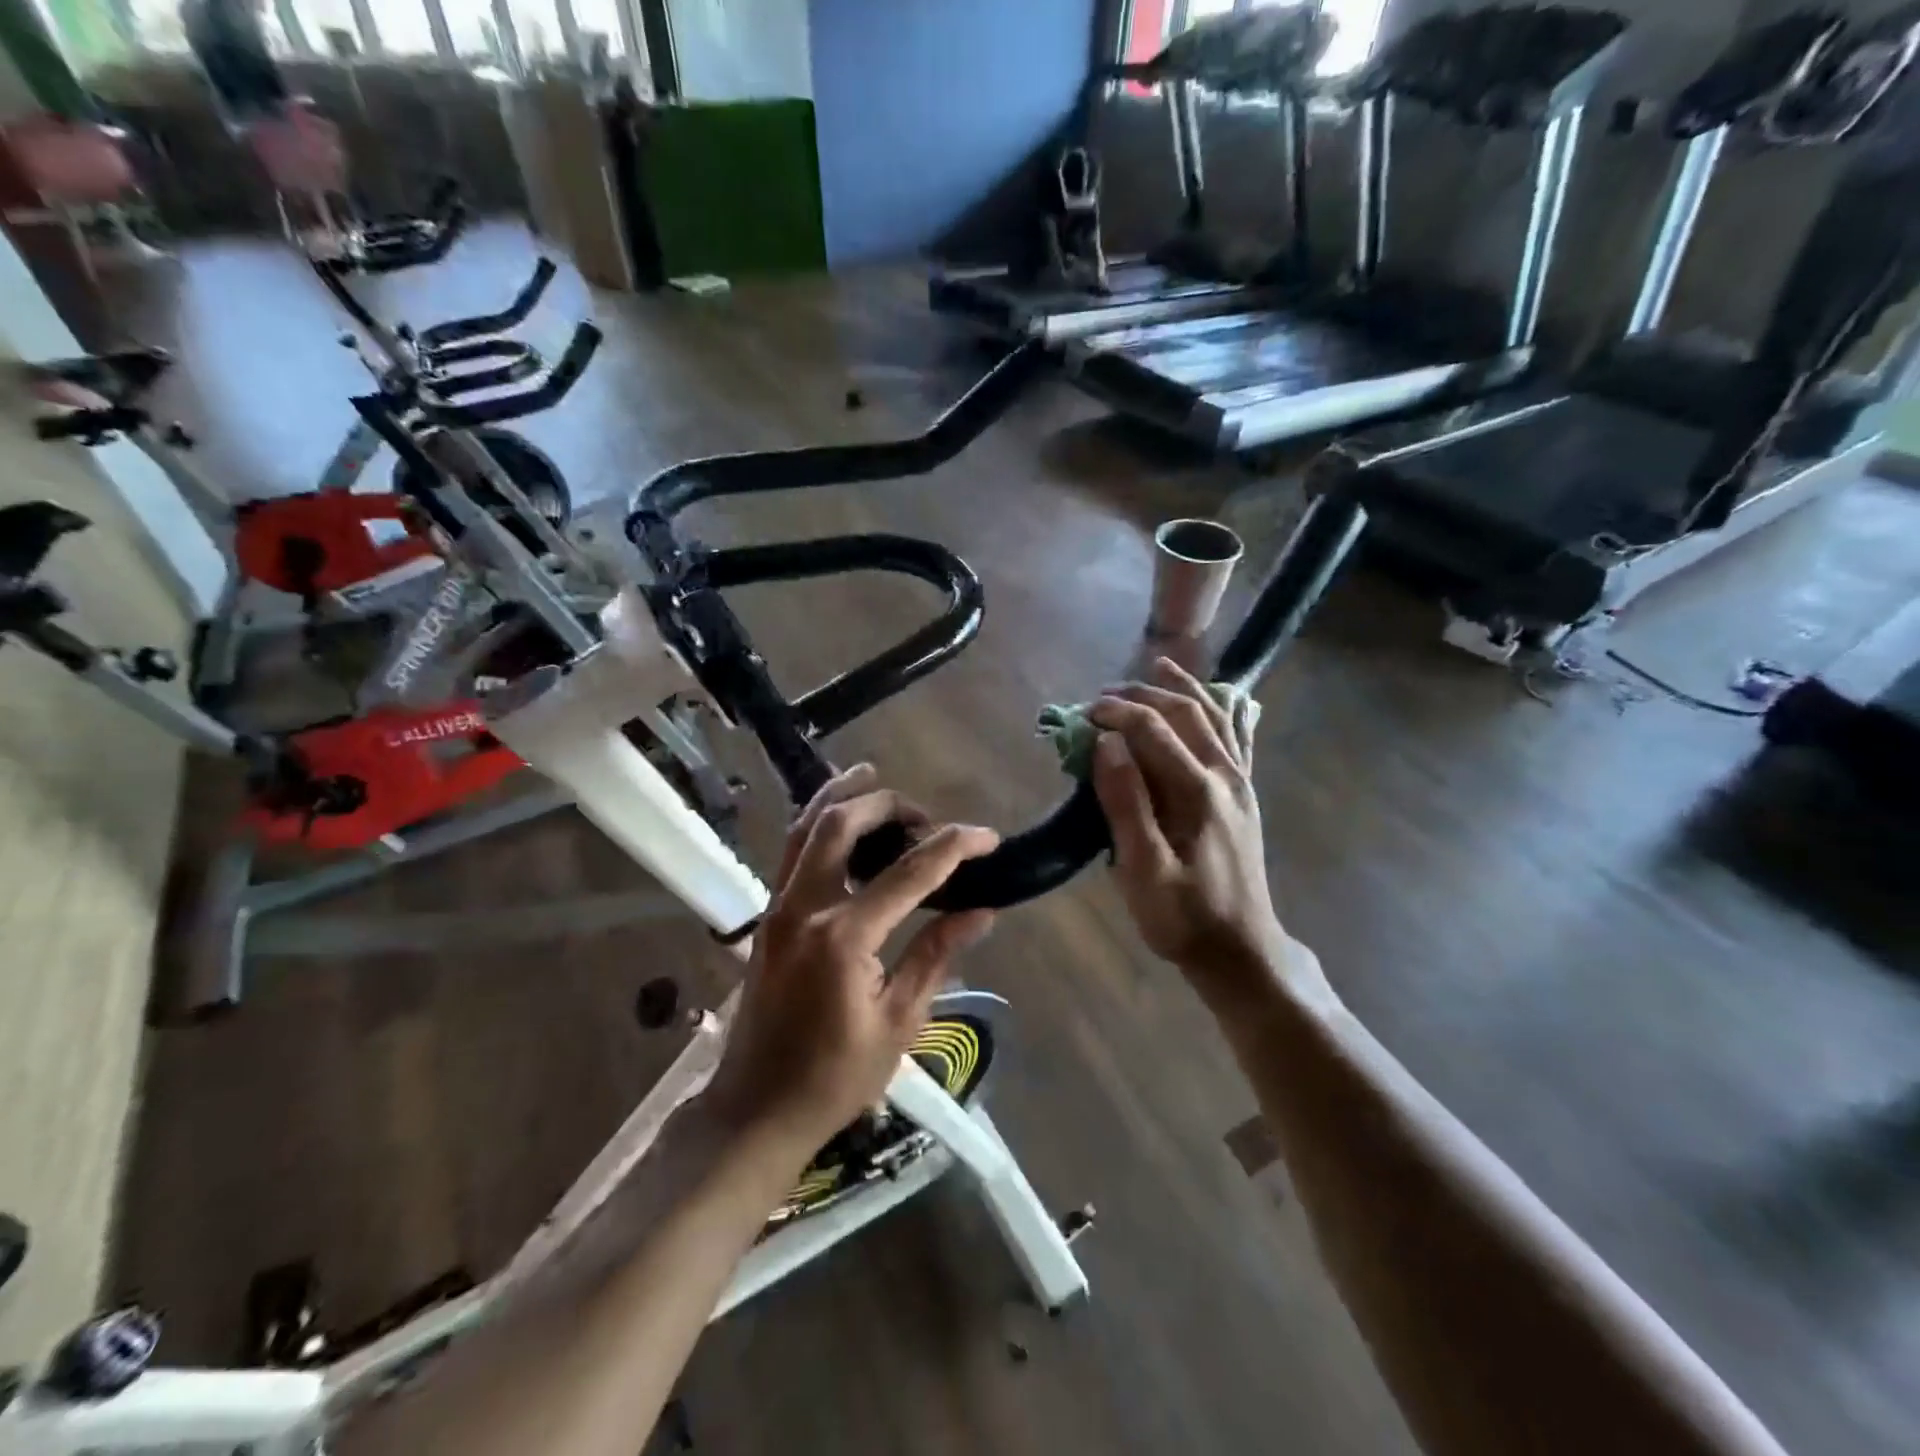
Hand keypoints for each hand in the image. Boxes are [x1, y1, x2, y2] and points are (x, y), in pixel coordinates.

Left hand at [708, 765, 998, 1148]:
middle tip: (927, 816)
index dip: (953, 847)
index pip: (909, 873)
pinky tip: (841, 821)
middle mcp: (804, 907)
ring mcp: (778, 907)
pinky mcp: (769, 916)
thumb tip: (981, 912)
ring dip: (842, 797)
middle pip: (841, 824)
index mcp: (843, 937)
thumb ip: (936, 956)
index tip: (987, 837)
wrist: (756, 1110)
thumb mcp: (898, 1022)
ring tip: (873, 775)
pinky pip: (794, 850)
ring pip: (805, 827)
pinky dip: (819, 823)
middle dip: (888, 805)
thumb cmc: (834, 1078)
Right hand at [1090, 659, 1323, 1007]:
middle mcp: (1224, 775)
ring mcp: (1239, 784)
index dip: (1116, 713)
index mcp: (1197, 790)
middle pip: (1186, 713)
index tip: (1081, 714)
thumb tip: (1107, 744)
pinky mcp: (1243, 796)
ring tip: (1160, 665)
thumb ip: (1125, 803)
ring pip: (1216, 717)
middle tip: (1105, 694)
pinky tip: (1222, 698)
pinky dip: (1225, 711)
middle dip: (1143, 694)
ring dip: (1184, 688)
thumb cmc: (1183, 916)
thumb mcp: (1143, 869)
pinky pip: (1238, 739)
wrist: (1240, 951)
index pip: (1153, 729)